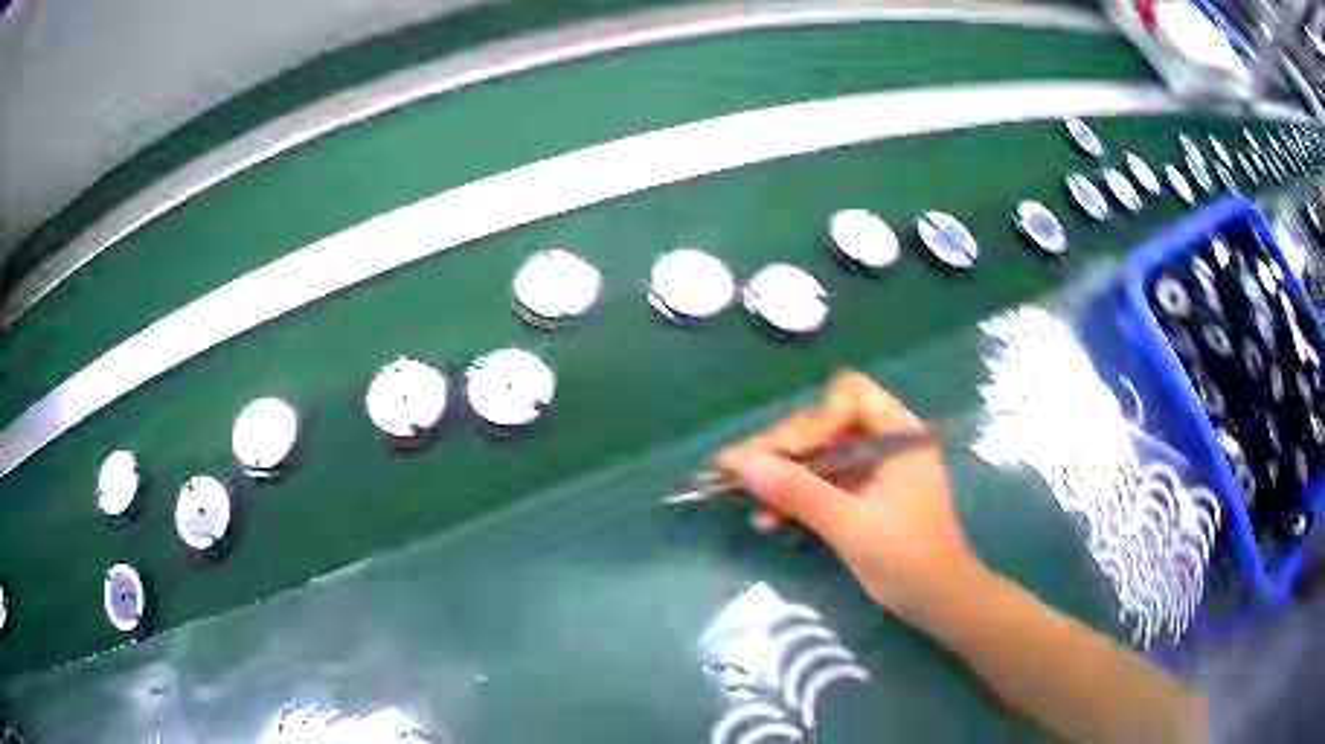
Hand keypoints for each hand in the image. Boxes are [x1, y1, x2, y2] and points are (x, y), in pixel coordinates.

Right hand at [716, 371, 983, 625]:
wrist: (938, 602)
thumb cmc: (907, 560)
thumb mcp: (849, 525)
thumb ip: (797, 491)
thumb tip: (740, 463)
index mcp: (899, 434)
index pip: (847, 397)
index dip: (810, 421)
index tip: (776, 457)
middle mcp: (887, 441)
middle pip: (825, 424)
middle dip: (783, 451)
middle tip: (737, 474)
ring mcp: (876, 468)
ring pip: (819, 454)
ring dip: (783, 476)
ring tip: (748, 502)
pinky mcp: (865, 493)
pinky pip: (823, 481)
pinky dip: (797, 496)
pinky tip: (770, 519)